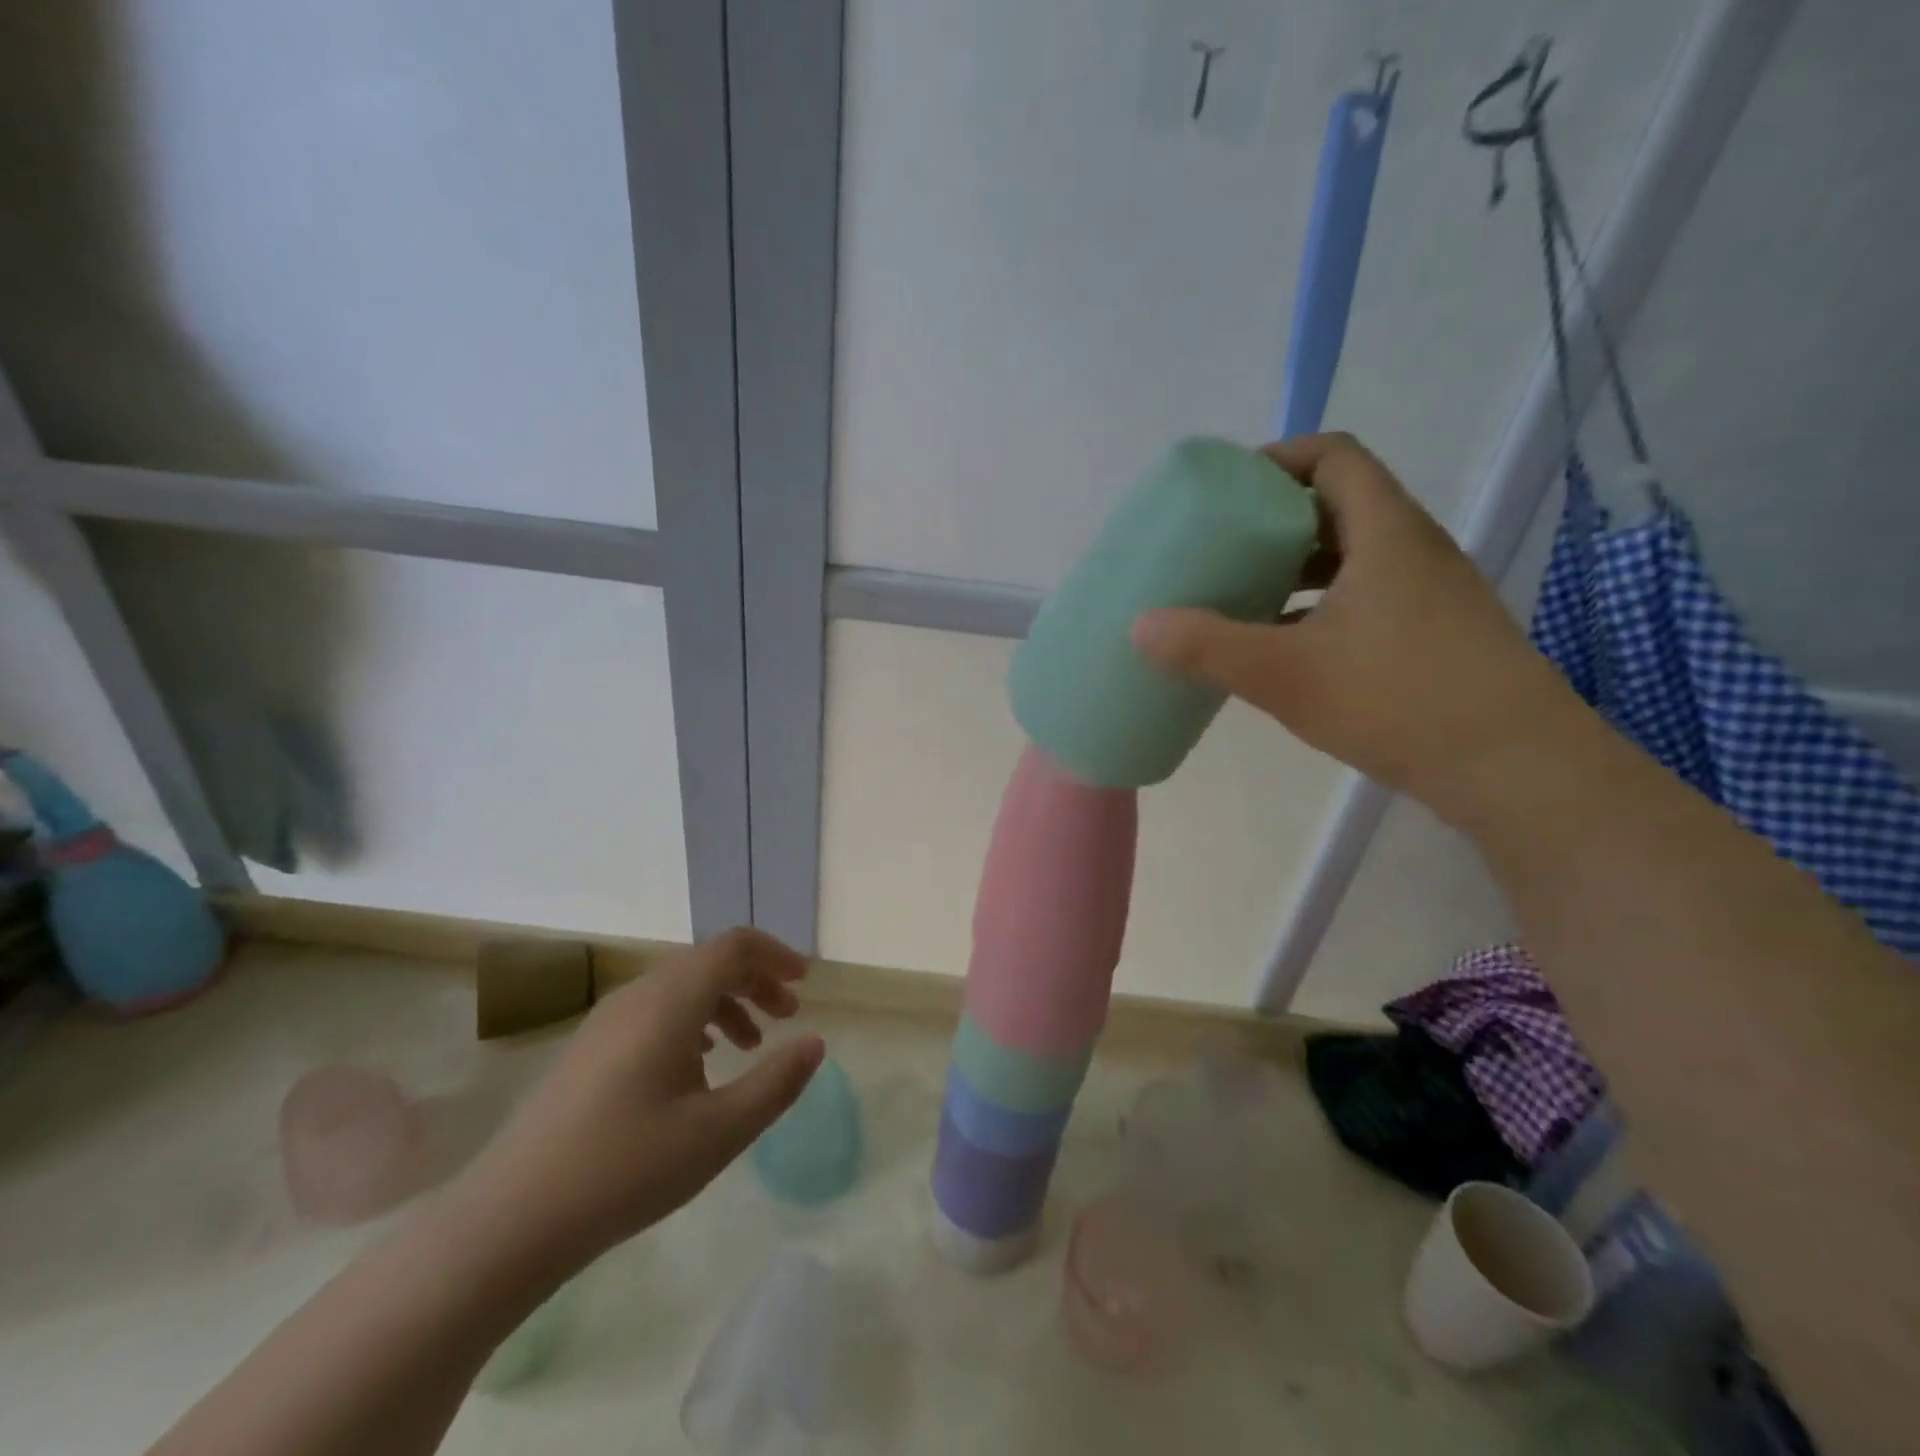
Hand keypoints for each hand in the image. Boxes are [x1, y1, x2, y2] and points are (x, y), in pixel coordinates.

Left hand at [459, 928, 821, 1265]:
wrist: (509, 1221)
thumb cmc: (626, 1168)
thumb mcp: (719, 1131)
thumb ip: (776, 1082)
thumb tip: (815, 1043)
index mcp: (670, 1001)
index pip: (733, 946)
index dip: (775, 955)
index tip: (804, 984)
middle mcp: (638, 995)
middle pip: (708, 963)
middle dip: (755, 982)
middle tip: (787, 1017)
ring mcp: (607, 1021)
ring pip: (681, 988)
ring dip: (725, 1004)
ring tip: (749, 1047)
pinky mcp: (589, 1049)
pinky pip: (655, 1012)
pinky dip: (693, 1023)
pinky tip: (699, 1069)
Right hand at [1132, 433, 1584, 817]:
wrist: (1514, 768)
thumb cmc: (1398, 700)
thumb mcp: (1286, 674)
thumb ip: (1209, 647)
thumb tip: (1140, 626)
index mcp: (1384, 532)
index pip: (1333, 456)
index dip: (1278, 459)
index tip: (1227, 492)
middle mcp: (1413, 549)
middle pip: (1339, 504)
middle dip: (1276, 519)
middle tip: (1221, 548)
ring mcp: (1430, 593)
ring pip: (1352, 556)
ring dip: (1296, 568)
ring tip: (1243, 597)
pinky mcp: (1435, 634)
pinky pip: (1366, 595)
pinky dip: (1319, 605)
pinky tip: (1286, 648)